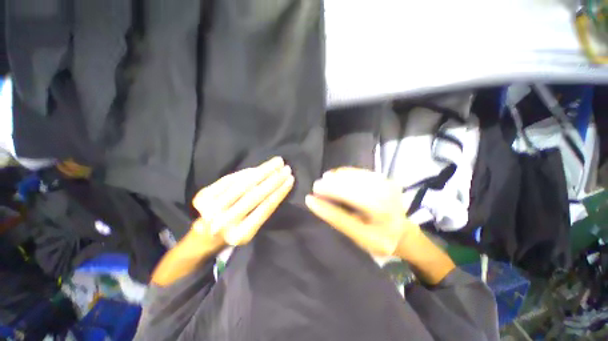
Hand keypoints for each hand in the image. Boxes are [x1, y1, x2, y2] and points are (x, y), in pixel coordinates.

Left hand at [191, 157, 293, 245]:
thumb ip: (263, 209)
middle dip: (274, 179)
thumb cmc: (235, 231)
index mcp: (240, 235)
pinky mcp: (203, 197)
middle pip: (255, 195)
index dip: (280, 191)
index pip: (266, 207)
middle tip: (286, 167)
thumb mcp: (252, 228)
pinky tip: (258, 168)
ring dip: (263, 171)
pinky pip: (230, 179)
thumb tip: (277, 185)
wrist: (205, 235)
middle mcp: (224, 223)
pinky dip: (246, 172)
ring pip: (243, 184)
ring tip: (276, 162)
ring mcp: (211, 209)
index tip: (291, 179)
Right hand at [305, 167, 420, 256]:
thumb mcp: (357, 238)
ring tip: (325, 178)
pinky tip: (338, 173)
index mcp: (377, 235)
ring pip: (357, 181)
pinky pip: (363, 173)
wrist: (402, 231)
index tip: (309, 199)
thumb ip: (338, 220)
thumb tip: (316, 202)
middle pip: (352, 195)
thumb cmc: (376, 238)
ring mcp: (390, 194)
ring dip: (338, 178)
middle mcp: (387, 213)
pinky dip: (348, 172)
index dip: (324, 209)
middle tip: (316, 185)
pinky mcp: (389, 181)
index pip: (344, 220)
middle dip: (330, 188)